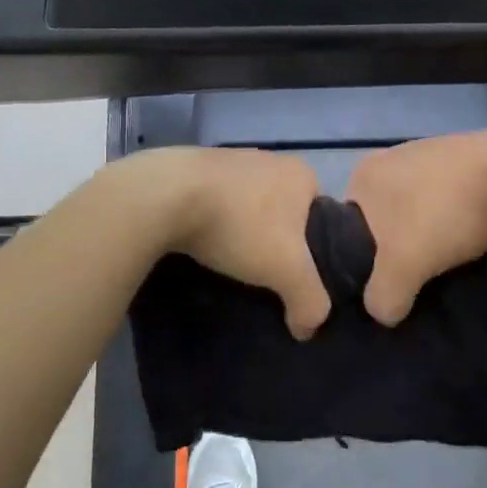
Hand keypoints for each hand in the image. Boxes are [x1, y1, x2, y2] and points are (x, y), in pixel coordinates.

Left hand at [143, 147, 331, 338]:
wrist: (165, 196)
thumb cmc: (240, 225)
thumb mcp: (288, 271)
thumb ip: (311, 301)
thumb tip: (307, 328)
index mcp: (300, 173)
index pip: (321, 217)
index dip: (313, 249)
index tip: (295, 275)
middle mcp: (269, 159)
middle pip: (283, 212)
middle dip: (274, 242)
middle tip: (263, 275)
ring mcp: (229, 160)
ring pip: (246, 207)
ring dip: (241, 232)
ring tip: (230, 264)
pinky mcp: (193, 169)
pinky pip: (214, 202)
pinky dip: (212, 223)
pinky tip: (202, 244)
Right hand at [345, 126, 486, 325]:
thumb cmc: (446, 213)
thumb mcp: (403, 267)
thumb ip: (382, 297)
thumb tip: (383, 312)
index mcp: (363, 175)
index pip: (344, 228)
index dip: (362, 261)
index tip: (384, 283)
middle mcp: (390, 158)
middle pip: (382, 220)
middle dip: (397, 250)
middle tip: (415, 278)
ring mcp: (428, 155)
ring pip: (416, 212)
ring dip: (428, 237)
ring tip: (445, 263)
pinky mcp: (464, 160)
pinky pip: (446, 201)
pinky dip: (453, 222)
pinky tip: (468, 239)